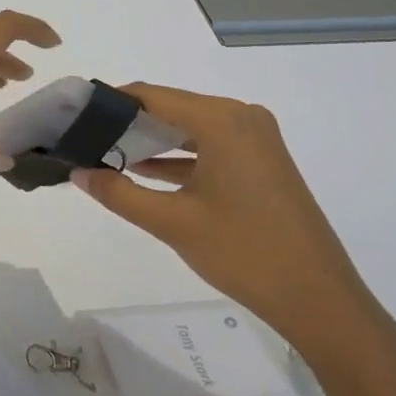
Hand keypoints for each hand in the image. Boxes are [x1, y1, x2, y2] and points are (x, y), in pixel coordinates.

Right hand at [72, 84, 388, 365]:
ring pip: (190, 127)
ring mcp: (256, 138)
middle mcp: (240, 116)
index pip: (152, 95)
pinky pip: (211, 144)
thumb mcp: (172, 222)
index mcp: (221, 119)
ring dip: (153, 140)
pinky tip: (146, 171)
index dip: (111, 102)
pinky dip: (180, 156)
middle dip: (128, 122)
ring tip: (106, 152)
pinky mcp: (263, 160)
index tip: (75, 113)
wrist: (319, 299)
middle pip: (171, 107)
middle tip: (85, 136)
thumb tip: (76, 172)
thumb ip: (118, 192)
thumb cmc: (243, 252)